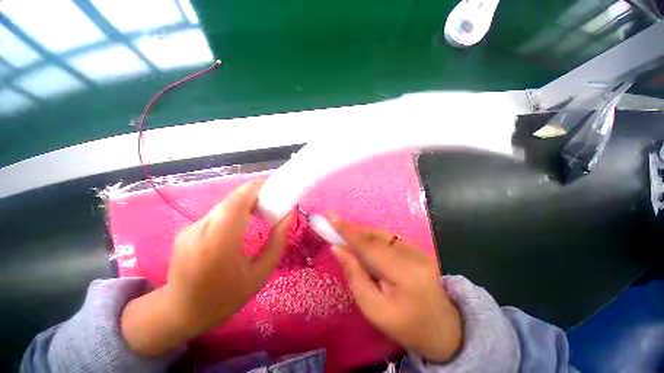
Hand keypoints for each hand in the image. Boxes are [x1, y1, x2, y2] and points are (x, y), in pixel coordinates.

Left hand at [121, 180, 293, 355]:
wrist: (180, 312)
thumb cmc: (225, 297)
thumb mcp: (260, 274)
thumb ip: (277, 242)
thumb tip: (289, 216)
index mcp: (219, 243)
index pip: (237, 202)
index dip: (256, 188)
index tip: (274, 186)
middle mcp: (201, 230)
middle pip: (231, 199)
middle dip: (254, 193)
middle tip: (273, 199)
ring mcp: (191, 228)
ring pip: (224, 205)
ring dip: (244, 201)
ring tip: (261, 209)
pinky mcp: (187, 229)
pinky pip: (217, 213)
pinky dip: (234, 211)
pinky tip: (242, 223)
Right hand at [329, 217, 461, 361]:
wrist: (444, 330)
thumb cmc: (406, 326)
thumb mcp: (374, 310)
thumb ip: (355, 276)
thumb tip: (337, 249)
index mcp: (405, 274)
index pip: (369, 246)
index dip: (348, 230)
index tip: (330, 217)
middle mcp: (414, 255)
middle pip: (375, 236)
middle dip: (352, 230)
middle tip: (333, 226)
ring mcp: (418, 250)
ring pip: (381, 235)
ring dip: (361, 234)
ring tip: (346, 237)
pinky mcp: (418, 249)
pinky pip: (389, 239)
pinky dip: (373, 239)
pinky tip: (364, 246)